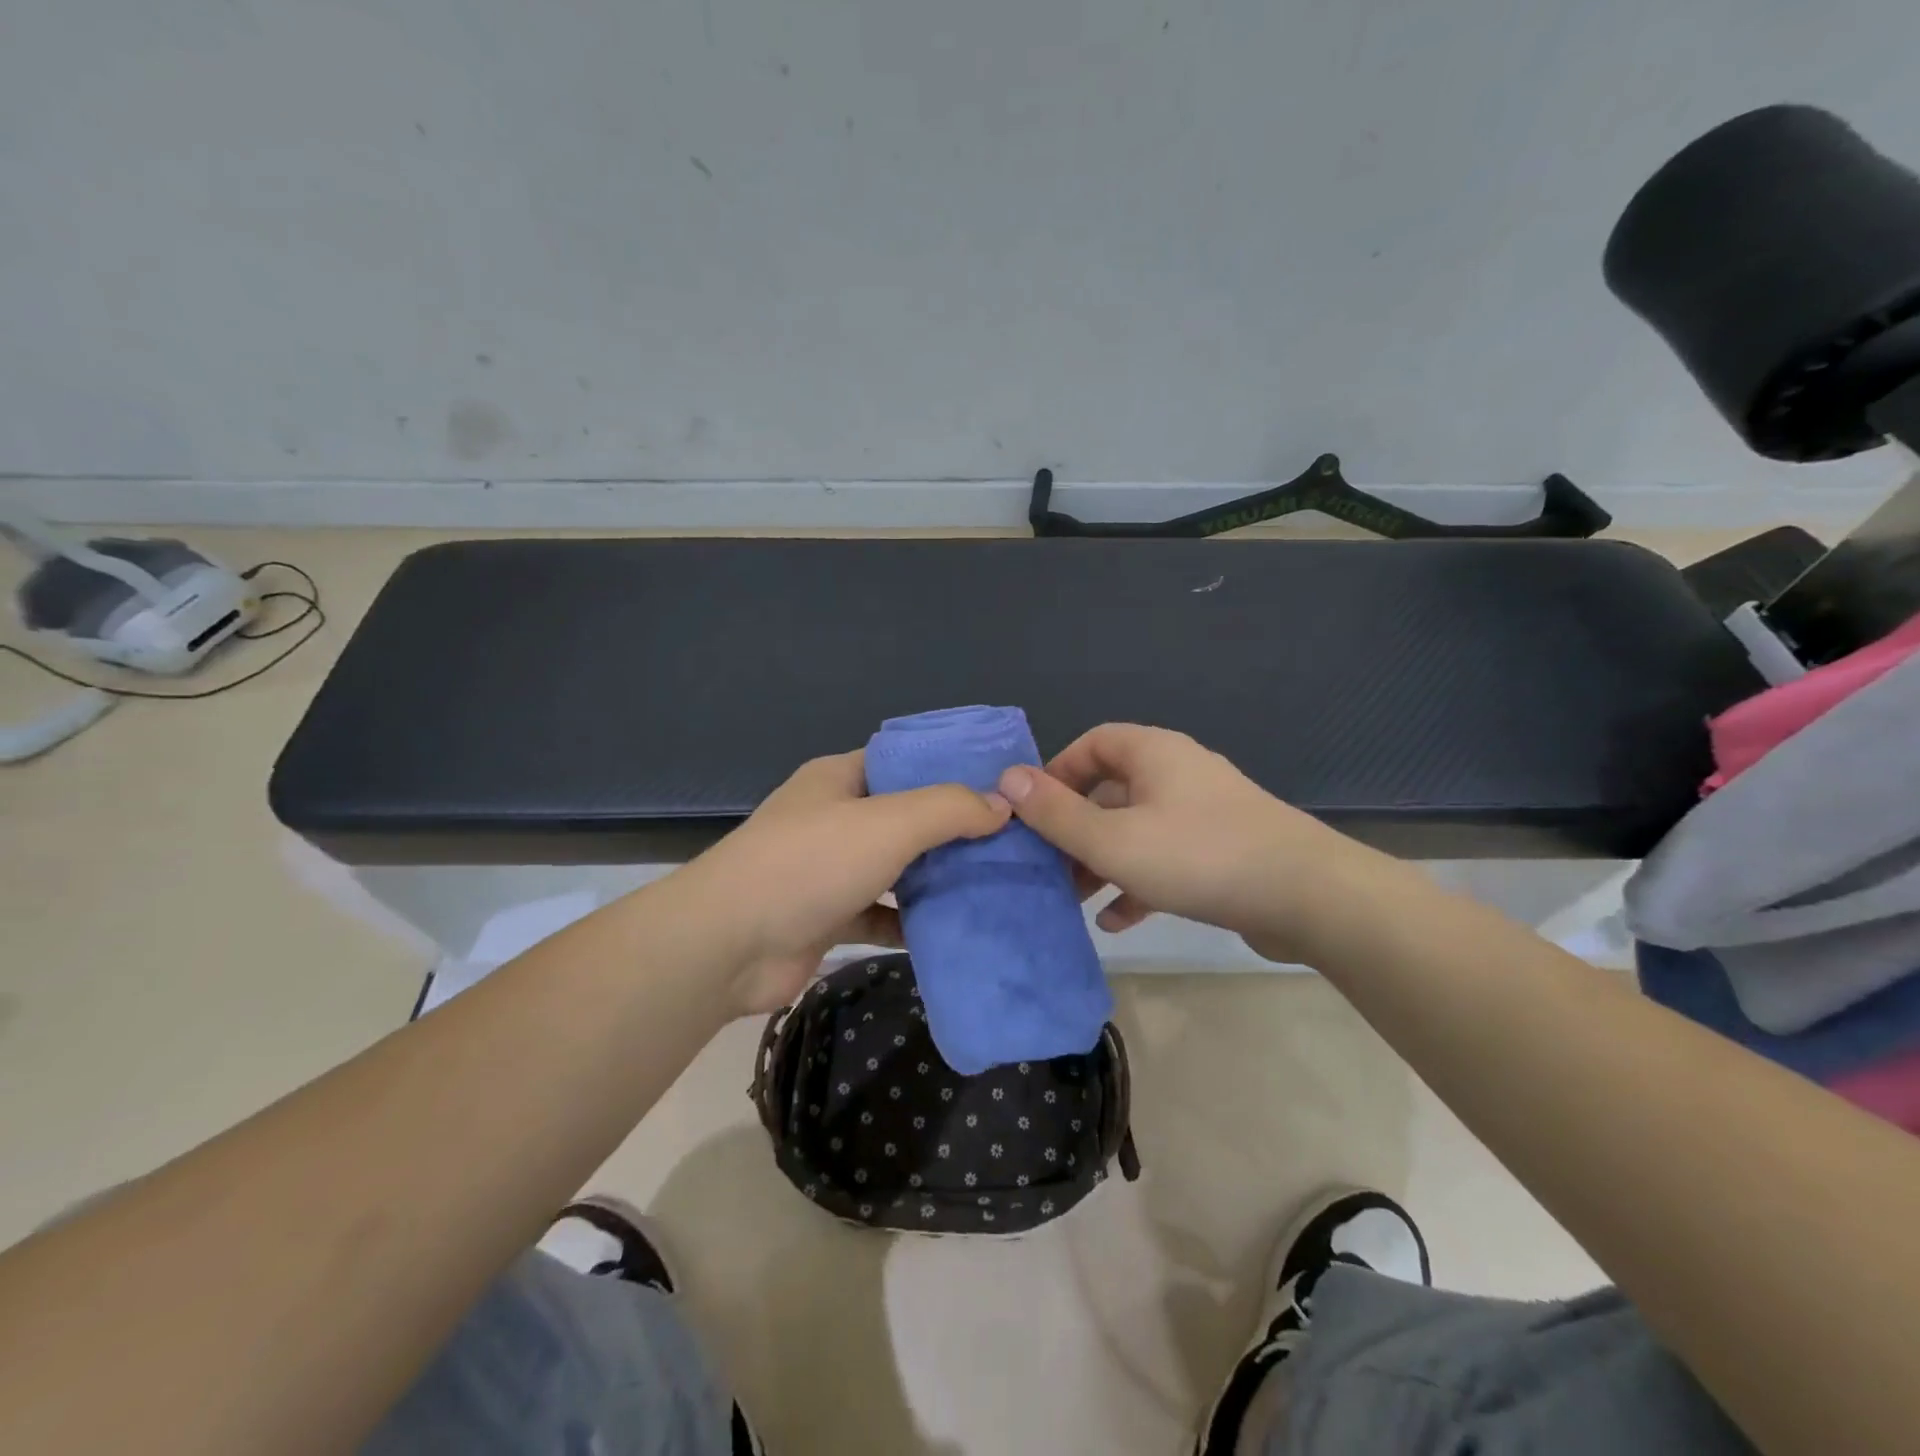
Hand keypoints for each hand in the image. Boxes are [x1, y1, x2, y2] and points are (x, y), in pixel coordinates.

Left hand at [679, 750, 1010, 1014]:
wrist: (728, 945)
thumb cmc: (809, 865)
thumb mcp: (888, 823)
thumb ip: (948, 809)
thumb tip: (1003, 805)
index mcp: (839, 779)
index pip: (903, 761)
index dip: (949, 767)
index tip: (1000, 784)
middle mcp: (834, 819)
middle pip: (905, 816)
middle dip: (953, 829)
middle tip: (1011, 840)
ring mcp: (829, 870)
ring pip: (895, 867)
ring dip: (937, 877)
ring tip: (997, 882)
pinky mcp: (828, 918)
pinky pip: (882, 913)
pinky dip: (912, 921)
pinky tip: (956, 930)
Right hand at [996, 723, 1368, 962]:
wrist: (1309, 898)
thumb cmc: (1199, 856)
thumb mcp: (1113, 839)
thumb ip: (1056, 813)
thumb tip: (1007, 779)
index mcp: (1153, 754)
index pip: (1091, 744)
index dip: (1056, 774)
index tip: (1032, 813)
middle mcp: (1178, 774)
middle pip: (1111, 790)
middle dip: (1075, 828)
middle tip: (1047, 865)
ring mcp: (1204, 813)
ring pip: (1136, 829)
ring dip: (1102, 860)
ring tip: (1074, 898)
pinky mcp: (1223, 852)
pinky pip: (1166, 859)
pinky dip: (1138, 882)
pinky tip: (1117, 920)